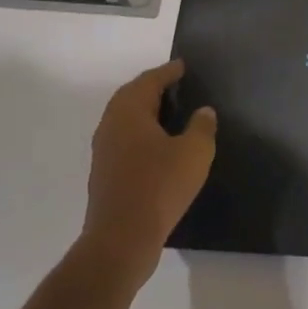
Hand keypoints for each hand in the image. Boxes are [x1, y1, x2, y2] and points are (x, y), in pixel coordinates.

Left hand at [80, 60, 216, 282]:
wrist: (120, 241)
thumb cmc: (159, 187)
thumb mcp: (194, 153)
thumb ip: (202, 127)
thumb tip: (203, 112)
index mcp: (129, 110)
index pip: (150, 79)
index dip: (169, 71)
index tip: (184, 66)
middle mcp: (111, 124)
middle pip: (133, 96)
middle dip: (154, 89)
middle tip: (178, 86)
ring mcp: (104, 151)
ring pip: (127, 120)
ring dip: (146, 113)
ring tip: (172, 115)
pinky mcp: (104, 174)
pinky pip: (125, 141)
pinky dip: (142, 134)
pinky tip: (160, 148)